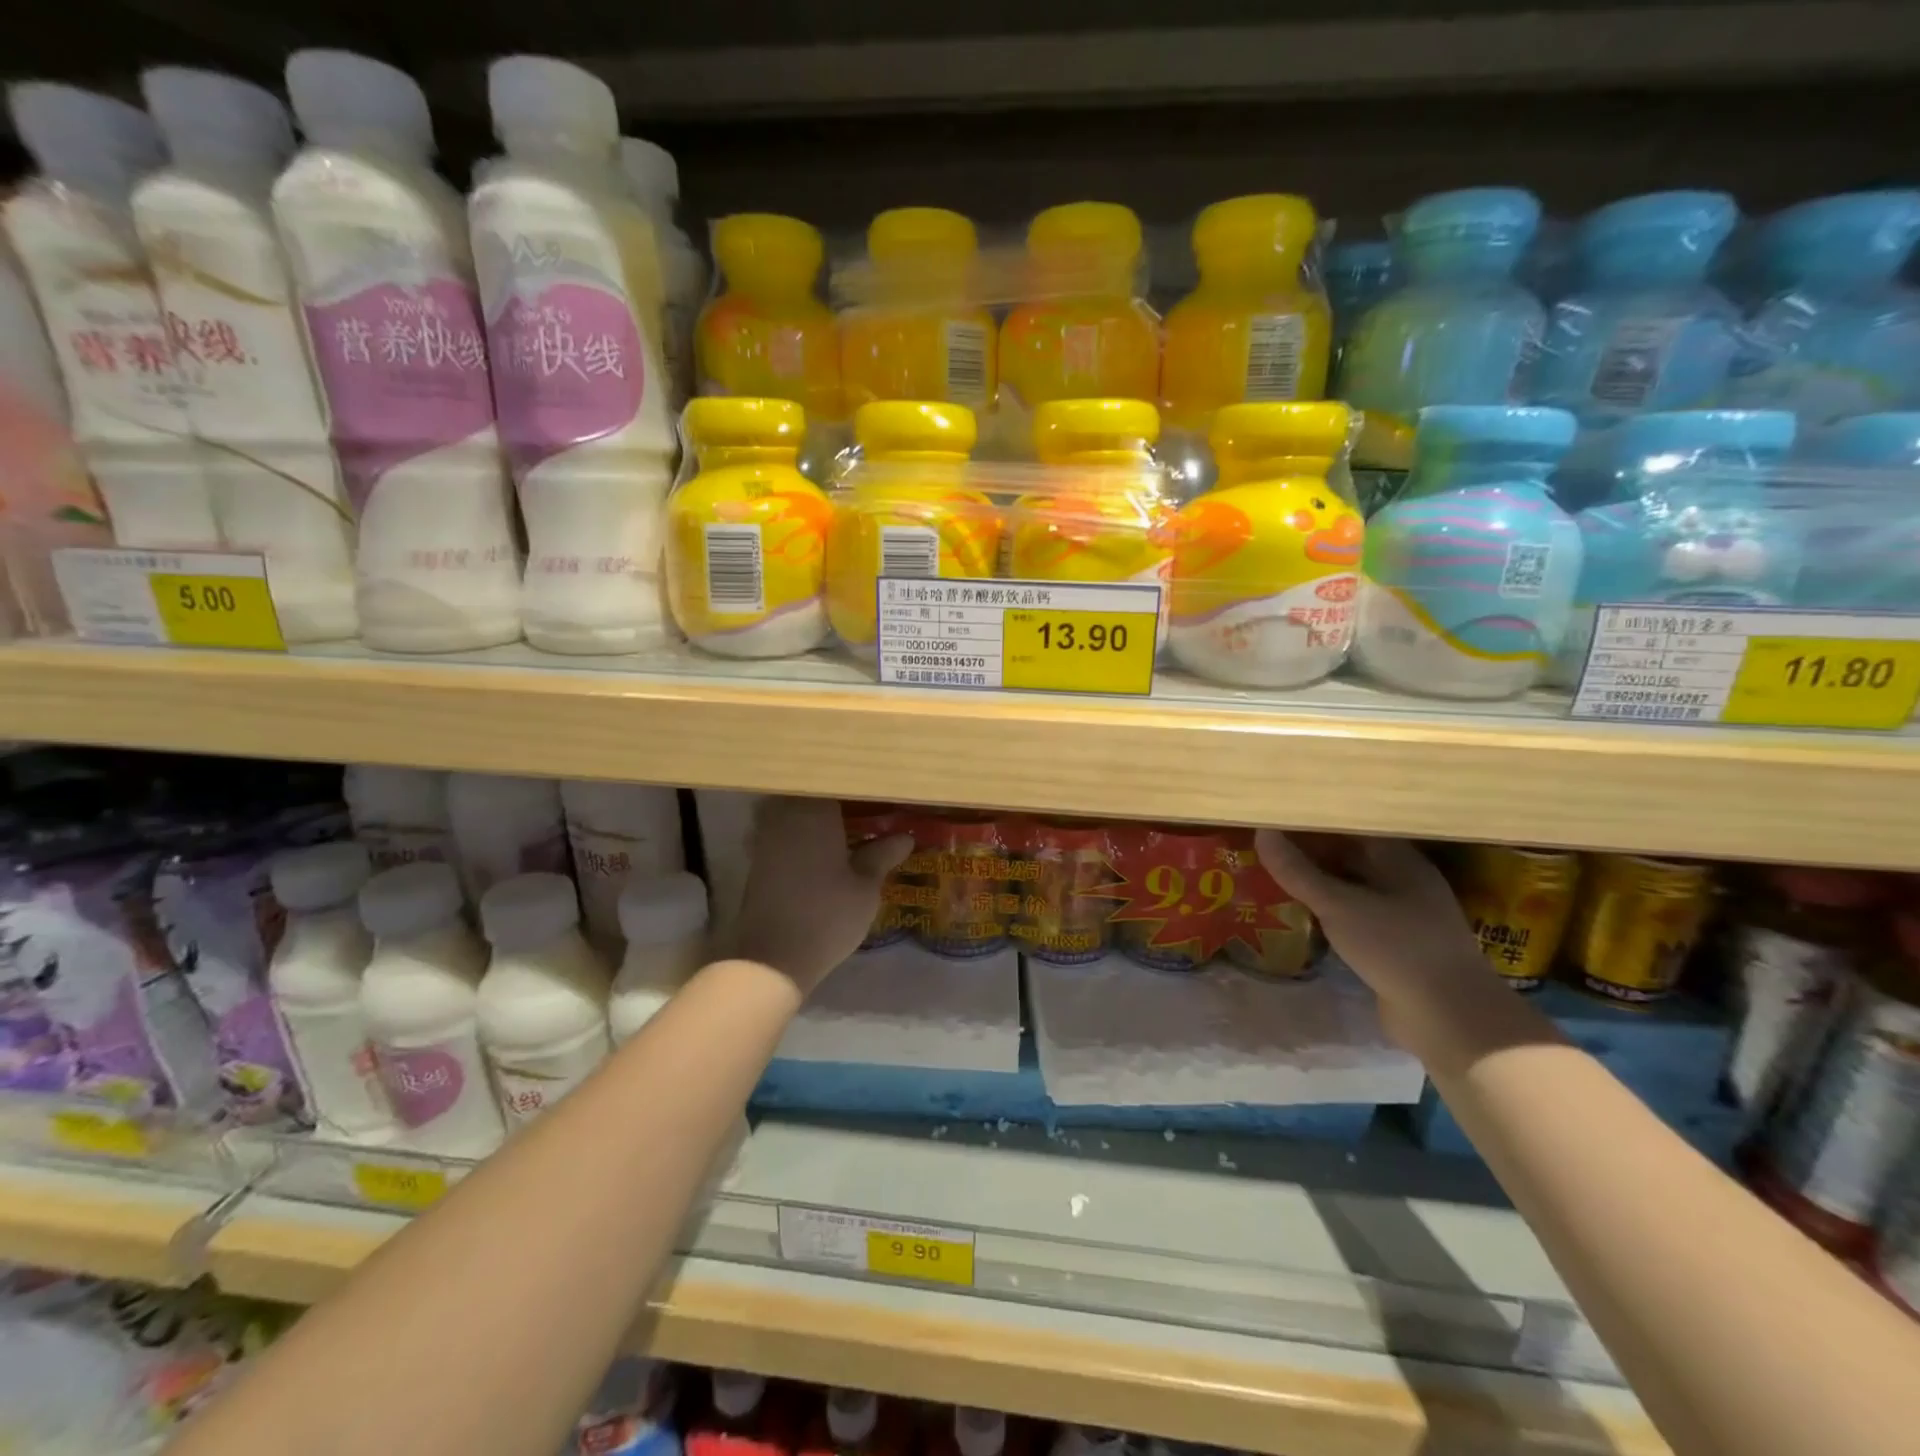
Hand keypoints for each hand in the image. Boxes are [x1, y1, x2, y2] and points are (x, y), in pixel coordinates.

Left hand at [733, 796, 913, 993]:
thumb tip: (905, 836)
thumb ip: (882, 855)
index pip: (835, 781)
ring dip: (814, 813)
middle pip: (810, 791)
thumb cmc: (828, 916)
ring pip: (792, 809)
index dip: (857, 785)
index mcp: (815, 810)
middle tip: (862, 806)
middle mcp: (786, 814)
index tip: (876, 791)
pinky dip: (799, 833)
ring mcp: (766, 836)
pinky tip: (819, 847)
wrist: (773, 958)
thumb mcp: (866, 887)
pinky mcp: (757, 859)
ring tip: (843, 825)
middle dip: (834, 796)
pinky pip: (782, 831)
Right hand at [1255, 830, 1501, 1046]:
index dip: (1315, 820)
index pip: (1351, 826)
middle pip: (1351, 854)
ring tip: (1275, 873)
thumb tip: (1261, 832)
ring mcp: (1403, 914)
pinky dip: (1329, 910)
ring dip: (1318, 882)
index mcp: (1399, 859)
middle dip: (1311, 850)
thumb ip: (1298, 871)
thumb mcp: (1338, 905)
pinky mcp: (1396, 944)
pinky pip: (1355, 915)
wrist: (1450, 1018)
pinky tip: (1301, 912)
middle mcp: (1404, 880)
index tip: (1278, 815)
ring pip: (1351, 886)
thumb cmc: (1396, 947)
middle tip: (1267, 843)